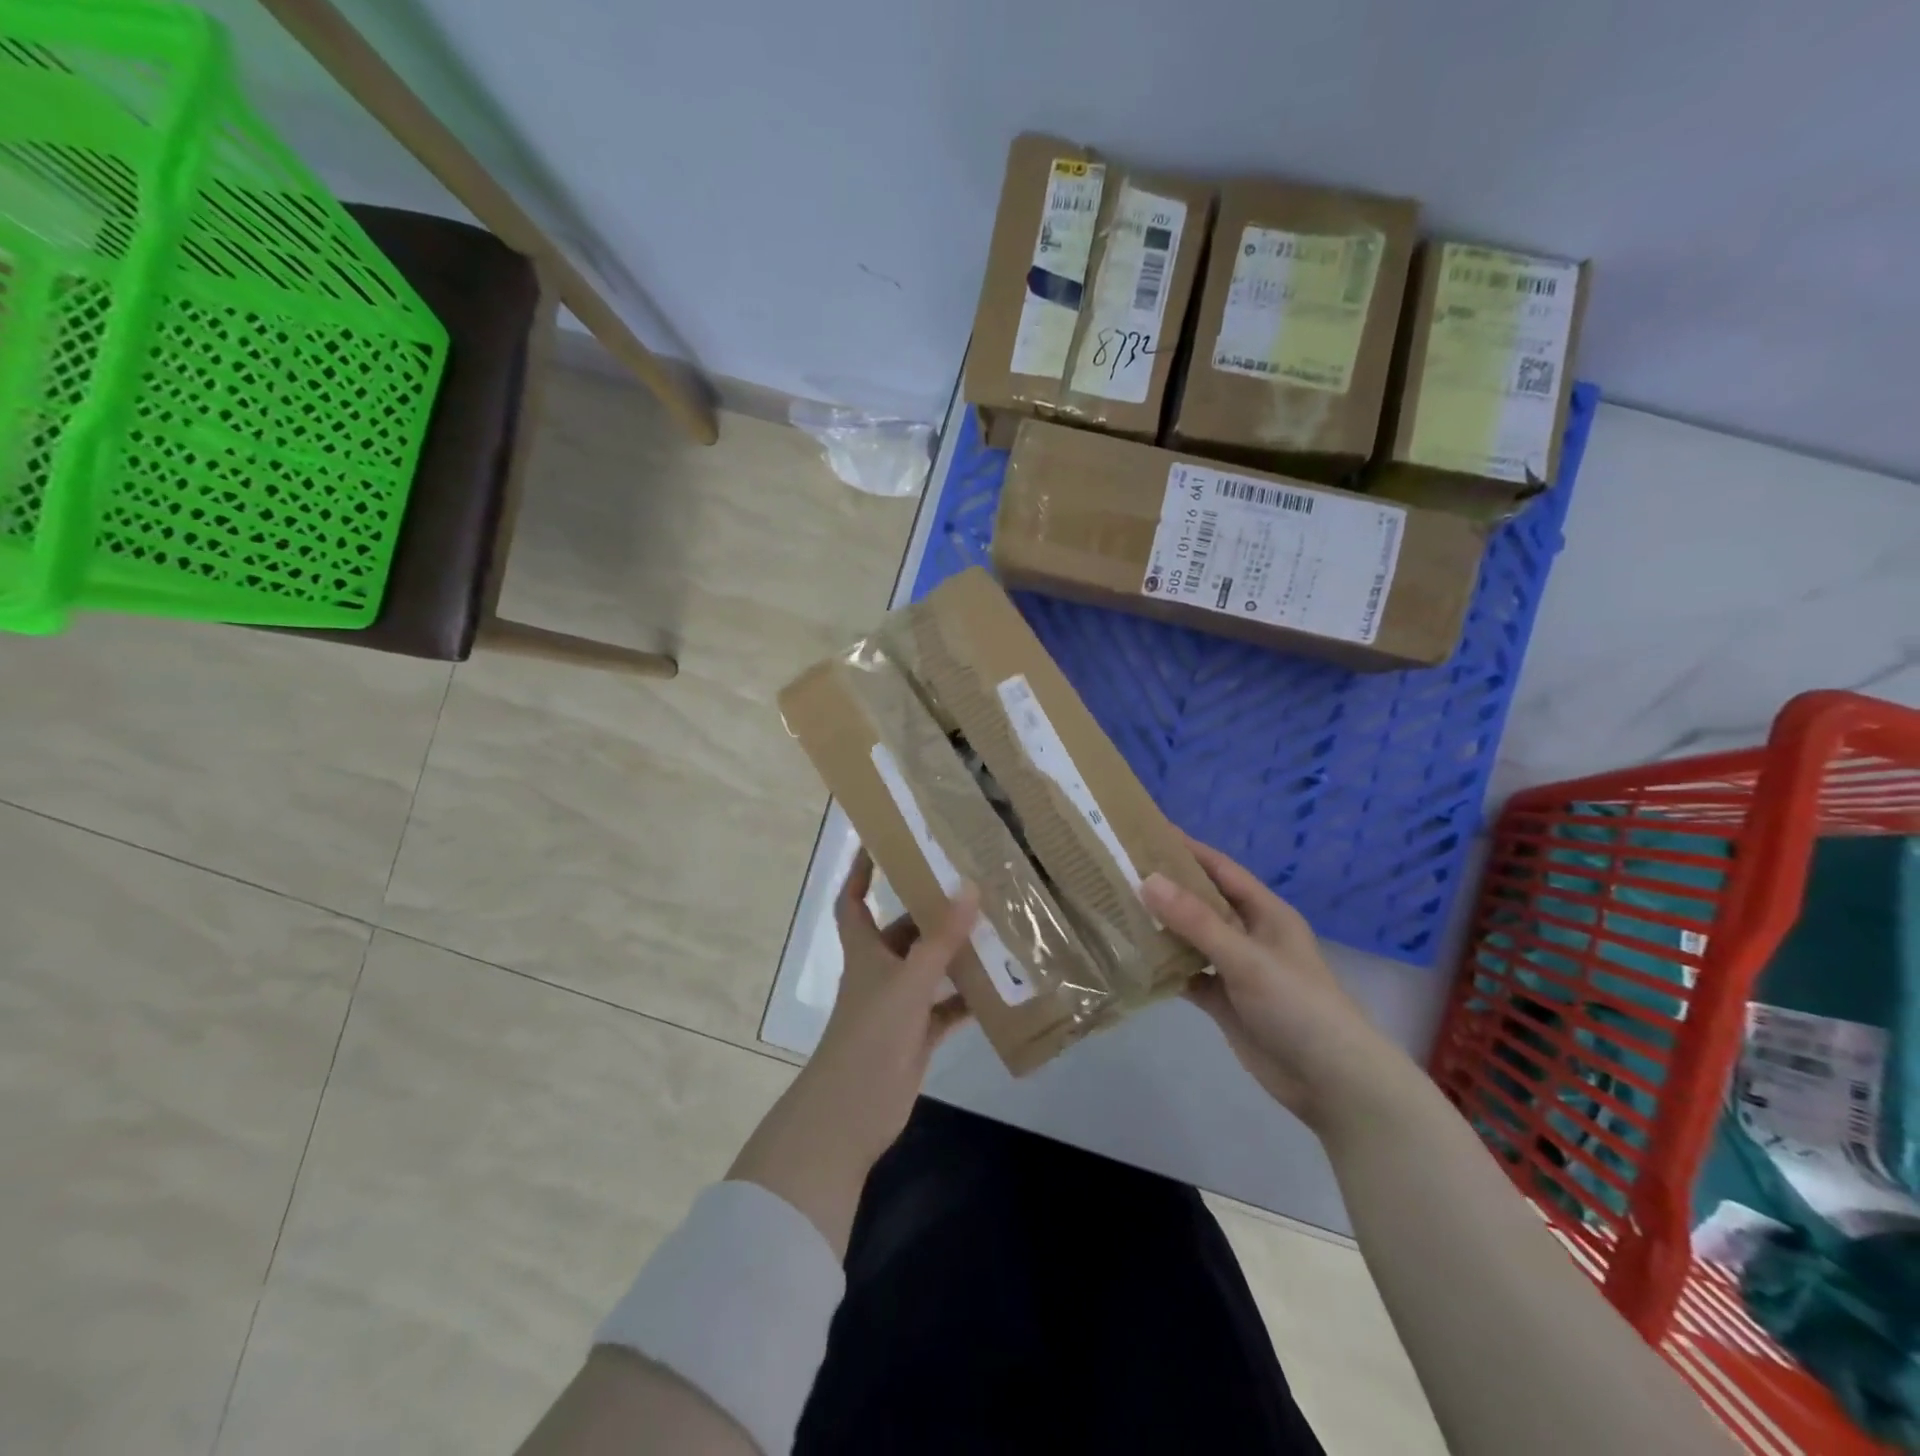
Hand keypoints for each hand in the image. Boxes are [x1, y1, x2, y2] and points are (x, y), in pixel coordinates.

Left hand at [729, 851, 976, 1256]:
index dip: (860, 873)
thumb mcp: (909, 980)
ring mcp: (898, 1006)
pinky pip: (946, 1008)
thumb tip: (969, 886)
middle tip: (971, 886)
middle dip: (931, 912)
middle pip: (904, 932)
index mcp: (865, 951)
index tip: (880, 844)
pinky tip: (1000, 987)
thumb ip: (941, 938)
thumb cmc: (871, 1034)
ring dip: (956, 954)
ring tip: (996, 930)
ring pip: (930, 969)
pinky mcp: (916, 1036)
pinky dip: (967, 998)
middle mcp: (880, 972)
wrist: (852, 1114)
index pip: (854, 901)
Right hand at [1141, 837, 1407, 1137]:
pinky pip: (1188, 975)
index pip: (1220, 869)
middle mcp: (1248, 934)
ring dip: (1161, 927)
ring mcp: (1235, 969)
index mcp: (1265, 913)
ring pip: (1191, 938)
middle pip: (1201, 901)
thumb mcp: (1246, 958)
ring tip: (1115, 909)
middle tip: (1118, 870)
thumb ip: (1196, 921)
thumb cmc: (1298, 1006)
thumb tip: (1147, 880)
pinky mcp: (1224, 1001)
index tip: (1146, 832)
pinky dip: (1164, 968)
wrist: (1332, 1082)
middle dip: (1166, 886)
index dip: (1187, 849)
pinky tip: (1132, 960)